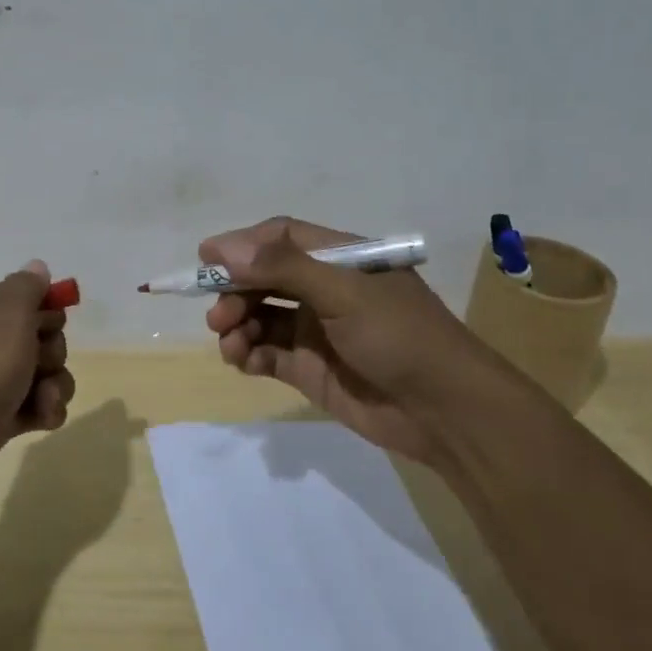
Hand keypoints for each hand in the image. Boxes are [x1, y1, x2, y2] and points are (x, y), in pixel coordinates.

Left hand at [0, 260, 76, 510]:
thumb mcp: (9, 316)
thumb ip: (28, 288)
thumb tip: (37, 266)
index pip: (31, 297)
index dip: (47, 312)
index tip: (46, 326)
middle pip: (44, 336)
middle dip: (54, 352)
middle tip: (37, 363)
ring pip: (46, 373)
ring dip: (55, 386)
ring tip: (43, 400)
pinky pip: (38, 405)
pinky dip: (45, 411)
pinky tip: (41, 420)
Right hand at [200, 217, 527, 462]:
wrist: (445, 412)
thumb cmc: (400, 336)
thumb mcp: (344, 293)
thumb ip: (284, 268)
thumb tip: (224, 249)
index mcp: (340, 260)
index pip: (281, 238)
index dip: (243, 245)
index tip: (206, 258)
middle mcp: (324, 290)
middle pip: (264, 278)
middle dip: (235, 291)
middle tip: (217, 315)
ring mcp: (315, 330)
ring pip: (260, 316)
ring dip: (237, 325)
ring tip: (230, 343)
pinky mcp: (309, 369)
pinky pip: (266, 353)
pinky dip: (248, 354)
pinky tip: (243, 361)